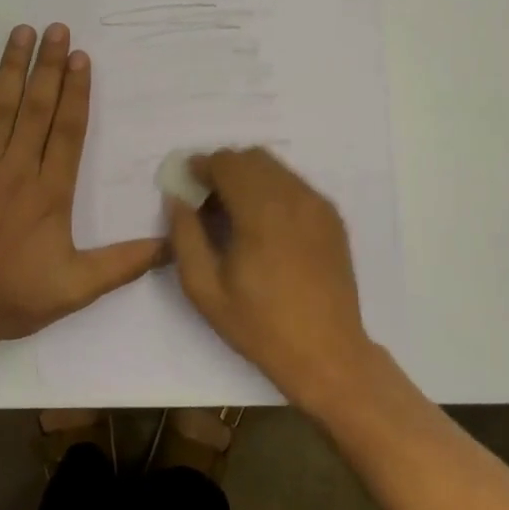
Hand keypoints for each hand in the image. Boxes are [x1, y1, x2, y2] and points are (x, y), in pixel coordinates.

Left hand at [0, 23, 164, 354]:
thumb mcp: (76, 289)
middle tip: (57, 29)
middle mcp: (16, 170)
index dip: (76, 92)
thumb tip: (173, 245)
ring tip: (22, 32)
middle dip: (48, 66)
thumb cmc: (12, 299)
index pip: (67, 131)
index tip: (81, 57)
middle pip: (36, 109)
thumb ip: (124, 264)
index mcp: (49, 193)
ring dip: (11, 69)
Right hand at [167, 148, 376, 412]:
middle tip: (205, 198)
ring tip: (232, 210)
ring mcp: (318, 205)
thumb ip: (185, 236)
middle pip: (252, 157)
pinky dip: (272, 189)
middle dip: (223, 168)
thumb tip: (177, 199)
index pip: (227, 163)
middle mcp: (294, 197)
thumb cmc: (260, 325)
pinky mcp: (331, 217)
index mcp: (261, 212)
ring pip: (275, 168)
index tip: (186, 183)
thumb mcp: (205, 289)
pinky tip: (263, 223)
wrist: (327, 353)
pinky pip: (295, 185)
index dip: (201, 166)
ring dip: (248, 176)